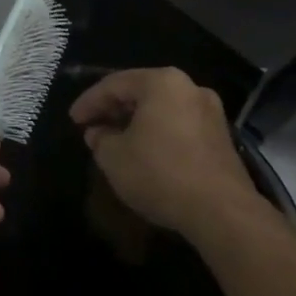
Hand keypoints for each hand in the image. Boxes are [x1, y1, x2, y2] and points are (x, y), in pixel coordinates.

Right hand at [69, 68, 256, 236]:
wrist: (222, 212)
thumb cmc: (160, 173)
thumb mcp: (114, 157)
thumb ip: (100, 139)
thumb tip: (98, 133)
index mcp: (162, 82)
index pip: (114, 84)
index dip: (89, 101)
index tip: (73, 120)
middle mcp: (189, 88)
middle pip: (141, 92)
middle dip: (113, 109)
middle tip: (92, 126)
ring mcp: (210, 112)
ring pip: (161, 109)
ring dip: (136, 122)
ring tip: (115, 141)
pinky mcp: (221, 137)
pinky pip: (179, 125)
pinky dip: (157, 133)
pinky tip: (144, 152)